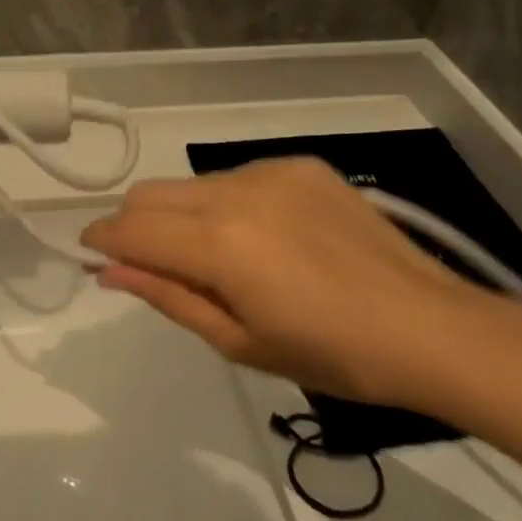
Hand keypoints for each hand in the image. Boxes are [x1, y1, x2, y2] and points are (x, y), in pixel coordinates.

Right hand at [80, 159, 493, 408]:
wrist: (432, 328)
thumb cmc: (331, 355)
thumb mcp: (238, 341)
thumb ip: (167, 296)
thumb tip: (108, 271)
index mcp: (217, 242)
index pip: (132, 228)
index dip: (101, 239)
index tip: (89, 253)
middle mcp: (234, 192)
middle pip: (152, 193)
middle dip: (134, 224)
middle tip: (149, 263)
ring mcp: (269, 172)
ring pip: (193, 184)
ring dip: (182, 214)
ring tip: (216, 257)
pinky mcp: (299, 166)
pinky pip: (238, 179)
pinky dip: (227, 204)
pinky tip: (264, 238)